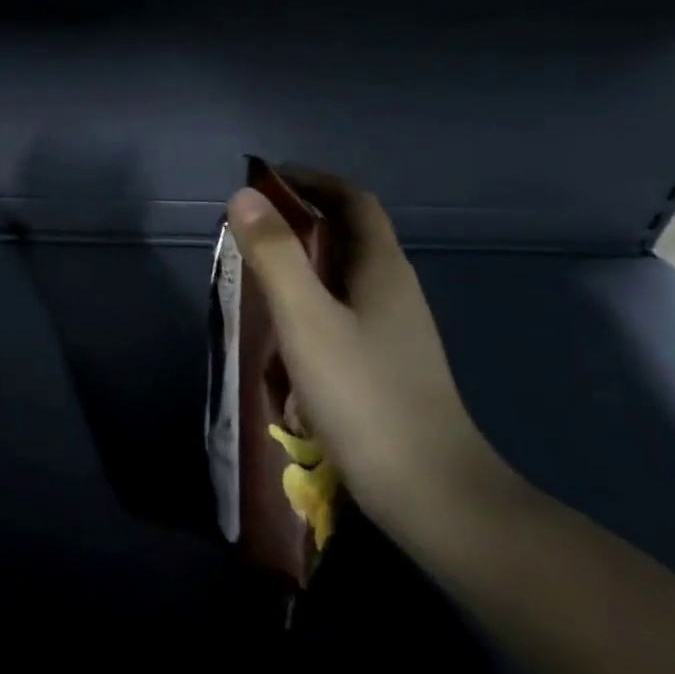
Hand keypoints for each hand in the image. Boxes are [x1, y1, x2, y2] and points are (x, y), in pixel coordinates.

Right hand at [225, 176, 507, 527]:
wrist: (430, 492)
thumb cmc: (365, 396)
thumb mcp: (307, 320)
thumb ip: (275, 256)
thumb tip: (244, 197)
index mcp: (383, 269)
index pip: (353, 201)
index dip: (312, 181)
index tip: (265, 180)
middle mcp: (394, 291)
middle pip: (348, 236)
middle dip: (299, 221)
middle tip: (247, 229)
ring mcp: (393, 331)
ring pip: (343, 277)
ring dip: (301, 263)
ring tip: (254, 274)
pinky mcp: (384, 364)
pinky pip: (341, 312)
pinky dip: (308, 303)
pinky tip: (282, 332)